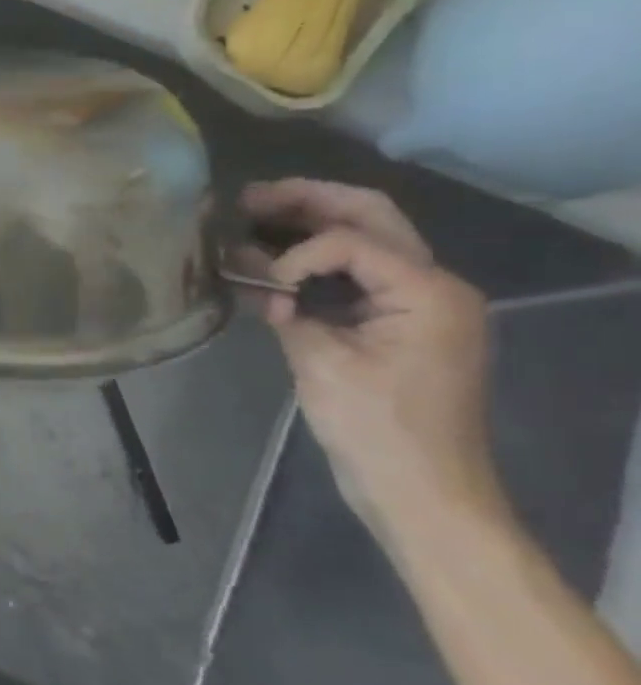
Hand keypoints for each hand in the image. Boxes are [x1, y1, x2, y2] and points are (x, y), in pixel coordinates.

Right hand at [241, 179, 501, 538]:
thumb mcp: (322, 362)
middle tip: (249, 196)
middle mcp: (435, 285)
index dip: (295, 253)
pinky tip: (275, 262)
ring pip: (368, 241)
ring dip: (313, 225)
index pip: (350, 240)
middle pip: (371, 218)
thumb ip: (286, 309)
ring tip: (255, 214)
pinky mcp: (403, 324)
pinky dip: (319, 263)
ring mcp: (422, 304)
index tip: (261, 289)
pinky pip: (360, 276)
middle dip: (308, 201)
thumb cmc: (375, 426)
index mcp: (428, 291)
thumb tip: (252, 274)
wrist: (422, 488)